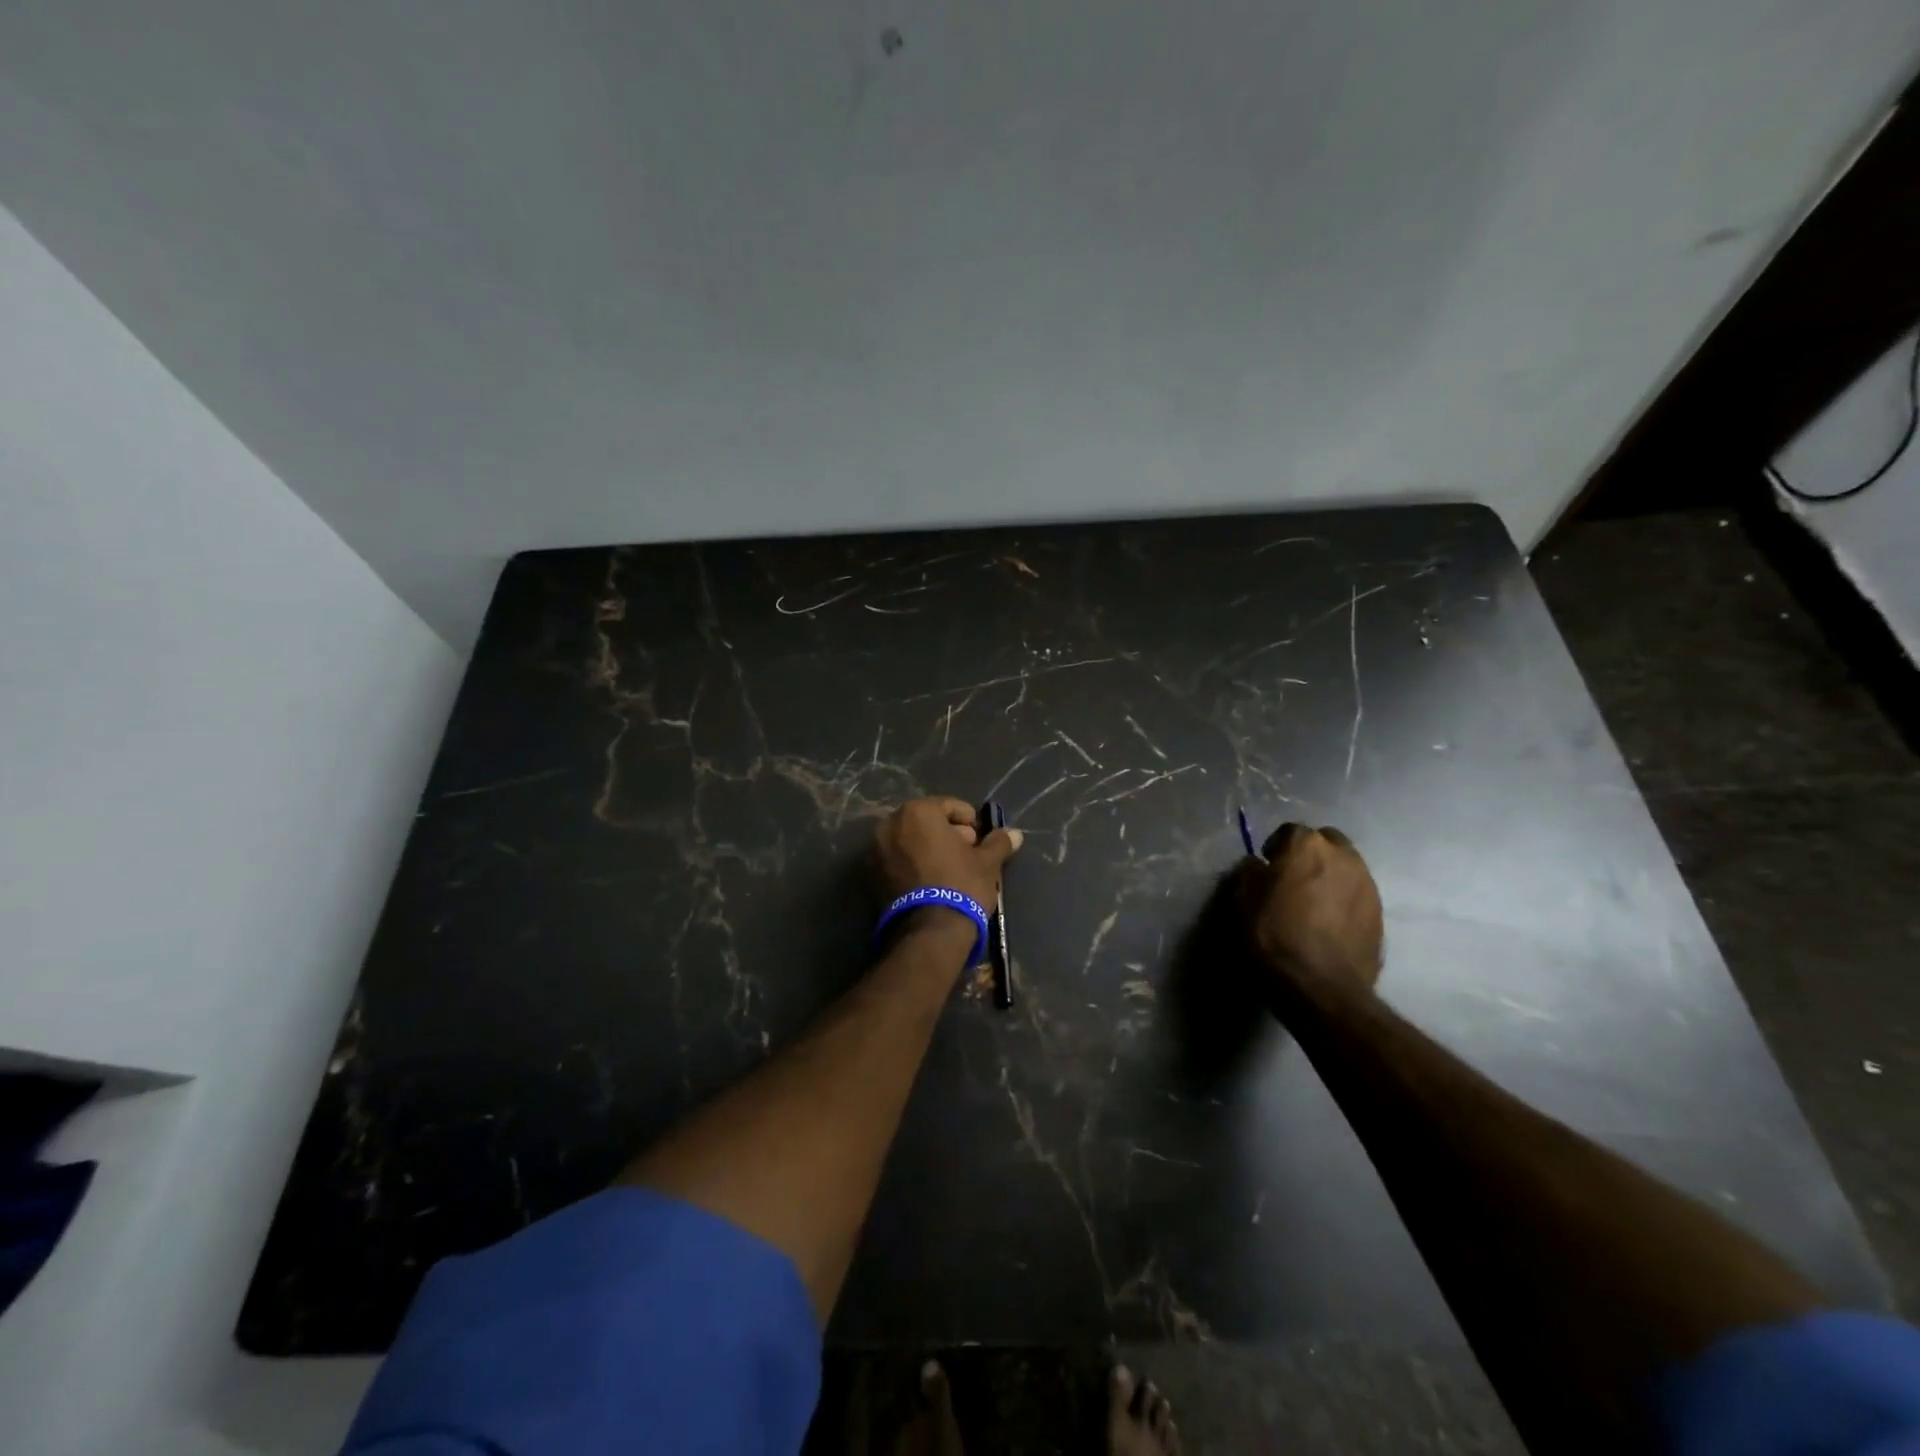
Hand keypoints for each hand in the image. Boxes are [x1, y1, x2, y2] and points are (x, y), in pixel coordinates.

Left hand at [874, 797, 1023, 914]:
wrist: (929, 932)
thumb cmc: (961, 885)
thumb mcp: (987, 863)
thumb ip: (998, 843)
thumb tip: (1015, 834)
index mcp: (918, 812)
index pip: (949, 806)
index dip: (970, 821)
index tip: (981, 839)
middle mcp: (890, 824)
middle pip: (927, 822)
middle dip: (948, 834)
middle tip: (968, 854)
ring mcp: (876, 850)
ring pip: (911, 841)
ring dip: (930, 849)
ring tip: (950, 870)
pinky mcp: (871, 876)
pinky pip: (898, 860)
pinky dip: (913, 864)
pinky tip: (931, 882)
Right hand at [1236, 823, 1382, 998]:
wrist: (1323, 987)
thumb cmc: (1275, 937)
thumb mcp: (1244, 902)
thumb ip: (1251, 874)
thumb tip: (1258, 866)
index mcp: (1307, 846)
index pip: (1290, 831)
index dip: (1276, 848)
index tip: (1267, 868)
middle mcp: (1343, 856)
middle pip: (1326, 842)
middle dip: (1310, 854)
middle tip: (1293, 879)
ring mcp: (1367, 884)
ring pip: (1346, 866)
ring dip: (1330, 875)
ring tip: (1313, 902)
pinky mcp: (1380, 912)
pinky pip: (1357, 893)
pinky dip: (1344, 899)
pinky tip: (1330, 922)